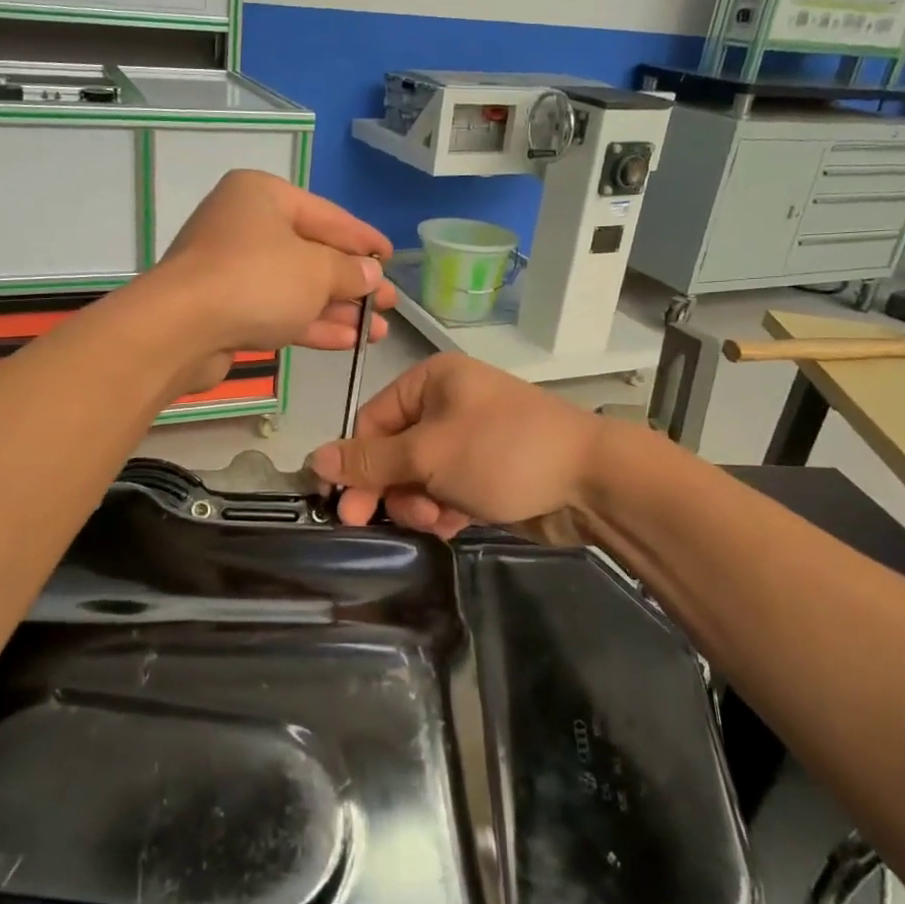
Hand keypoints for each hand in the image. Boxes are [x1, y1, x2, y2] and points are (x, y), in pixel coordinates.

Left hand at [144, 171, 394, 384]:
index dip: (363, 239)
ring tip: (377, 330)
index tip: (391, 258)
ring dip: (337, 308)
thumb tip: (372, 274)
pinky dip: (310, 323)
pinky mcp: (224, 308)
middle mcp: (244, 225)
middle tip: (390, 303)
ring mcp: (231, 268)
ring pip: (295, 286)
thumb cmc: (256, 280)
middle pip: (311, 252)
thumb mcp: (316, 271)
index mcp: (263, 195)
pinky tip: (347, 341)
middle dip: (353, 282)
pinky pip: (276, 310)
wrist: (180, 329)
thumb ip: (350, 271)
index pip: (328, 215)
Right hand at [308, 353, 605, 538]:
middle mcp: (447, 403)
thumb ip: (370, 461)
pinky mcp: (487, 469)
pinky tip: (456, 522)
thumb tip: (313, 458)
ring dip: (420, 502)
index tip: (346, 507)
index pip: (372, 421)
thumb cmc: (502, 452)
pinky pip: (447, 488)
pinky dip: (445, 507)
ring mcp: (470, 437)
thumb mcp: (428, 455)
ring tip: (440, 519)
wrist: (591, 481)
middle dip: (393, 487)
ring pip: (419, 475)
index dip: (356, 464)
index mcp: (430, 381)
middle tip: (384, 522)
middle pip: (394, 451)